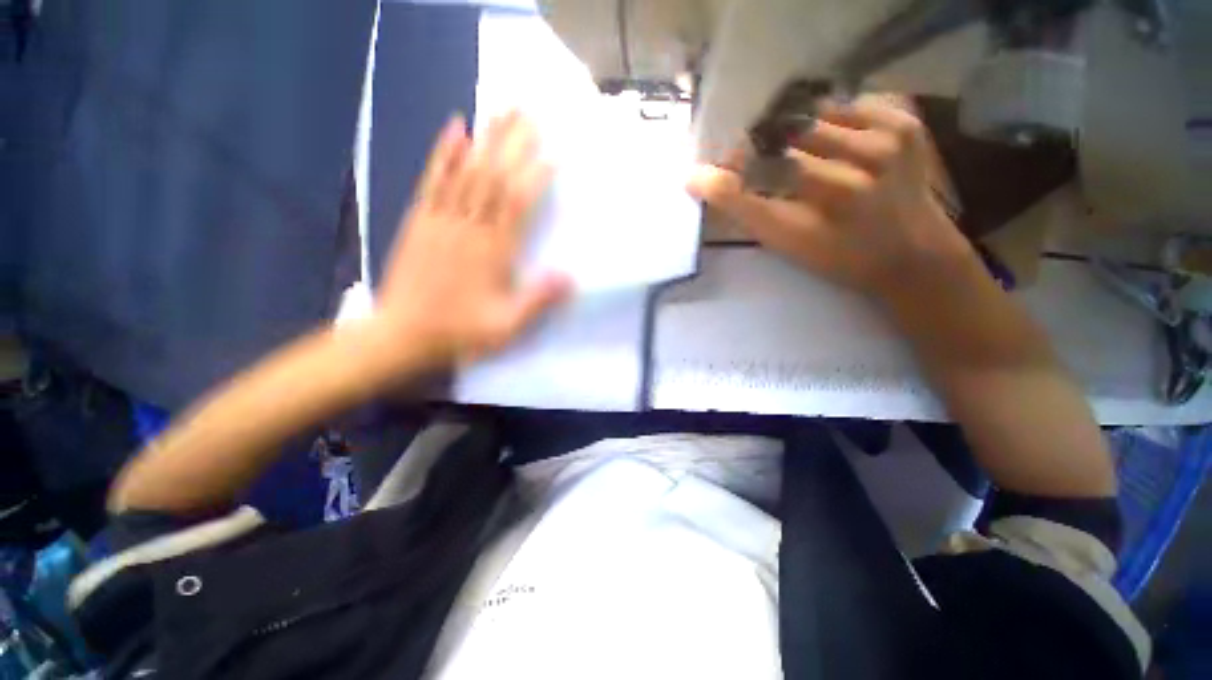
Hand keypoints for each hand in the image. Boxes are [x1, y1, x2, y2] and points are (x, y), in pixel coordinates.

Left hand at [367, 112, 569, 370]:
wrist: (402, 334)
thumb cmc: (460, 331)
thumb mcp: (506, 326)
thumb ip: (537, 301)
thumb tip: (569, 278)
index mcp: (492, 252)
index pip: (517, 203)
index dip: (535, 176)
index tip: (553, 154)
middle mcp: (469, 228)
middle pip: (493, 177)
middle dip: (513, 143)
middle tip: (530, 113)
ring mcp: (441, 220)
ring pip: (467, 171)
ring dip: (486, 139)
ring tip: (501, 111)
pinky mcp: (420, 219)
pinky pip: (434, 179)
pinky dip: (445, 152)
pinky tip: (455, 127)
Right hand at [687, 95, 974, 304]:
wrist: (915, 252)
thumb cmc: (840, 257)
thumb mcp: (787, 245)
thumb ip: (745, 210)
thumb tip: (702, 178)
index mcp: (817, 215)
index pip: (752, 180)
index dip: (724, 172)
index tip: (707, 174)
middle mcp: (851, 176)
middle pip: (779, 140)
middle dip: (756, 149)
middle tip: (753, 162)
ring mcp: (883, 143)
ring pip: (809, 117)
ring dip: (791, 133)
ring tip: (795, 153)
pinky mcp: (904, 122)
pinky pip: (844, 105)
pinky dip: (828, 120)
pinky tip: (832, 143)